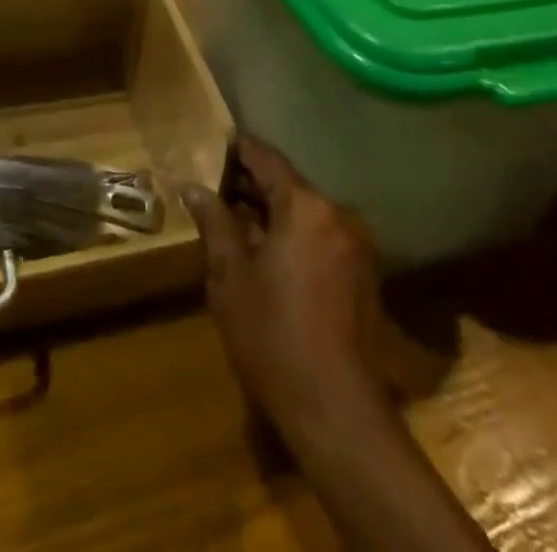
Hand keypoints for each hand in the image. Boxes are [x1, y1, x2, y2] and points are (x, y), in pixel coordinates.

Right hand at [181, 138, 386, 431]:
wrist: (336, 410)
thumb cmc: (273, 337)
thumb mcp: (230, 277)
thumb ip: (214, 223)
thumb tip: (192, 187)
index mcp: (306, 206)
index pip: (268, 159)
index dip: (239, 149)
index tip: (214, 145)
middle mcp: (338, 213)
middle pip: (289, 185)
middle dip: (253, 184)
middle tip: (216, 186)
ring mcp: (356, 243)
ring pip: (306, 212)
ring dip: (274, 212)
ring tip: (237, 220)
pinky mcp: (364, 272)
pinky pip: (322, 236)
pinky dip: (296, 235)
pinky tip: (270, 254)